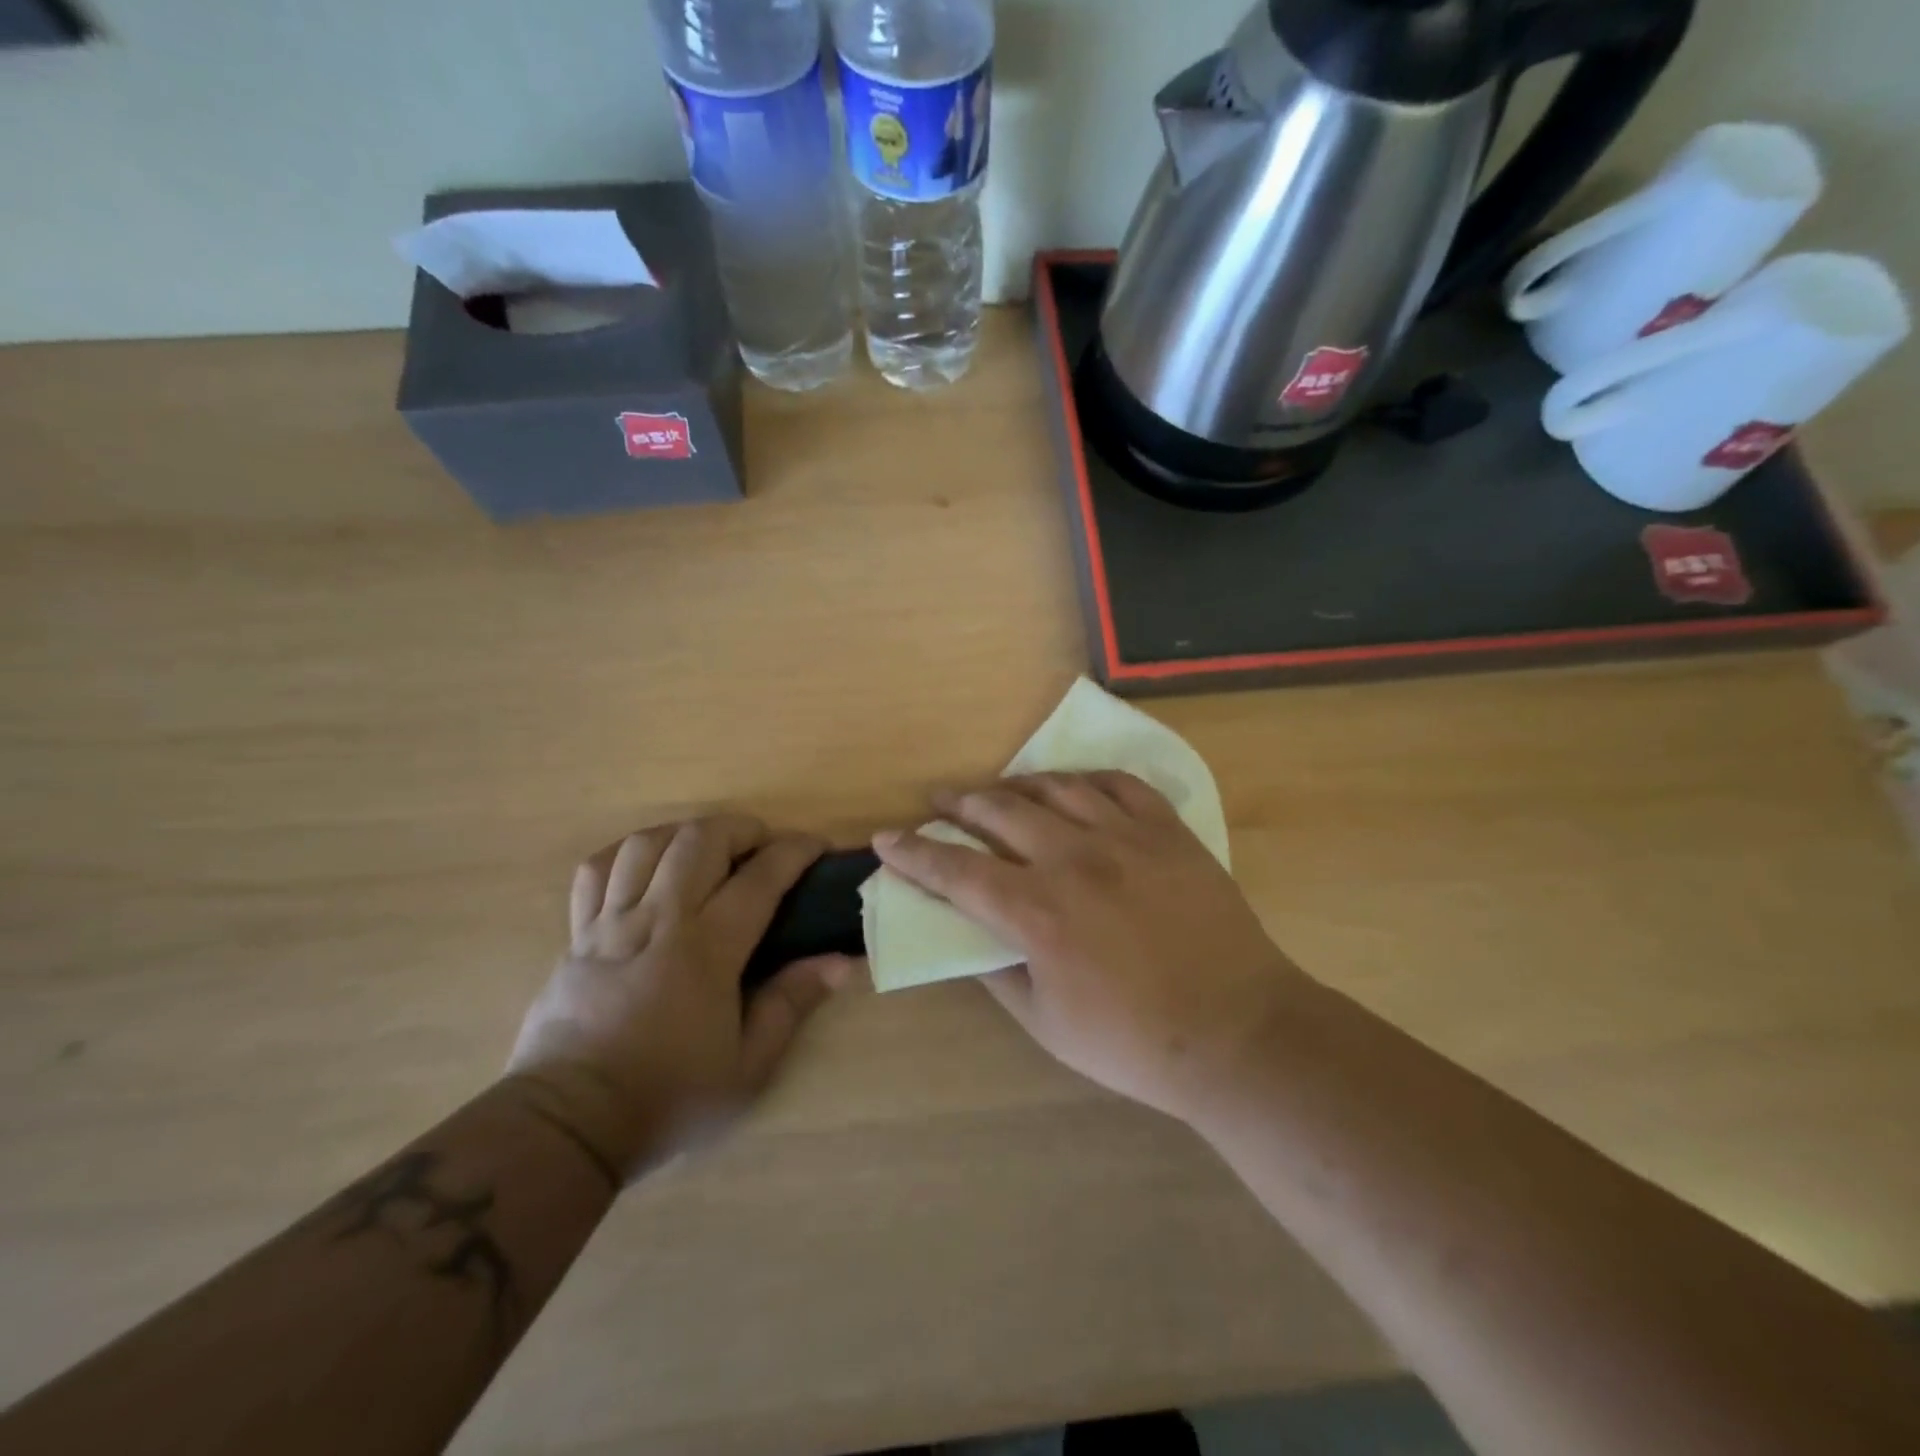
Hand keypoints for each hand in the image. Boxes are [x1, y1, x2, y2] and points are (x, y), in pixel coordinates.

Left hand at [508, 816, 854, 1180]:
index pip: (759, 878)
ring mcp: (611, 924)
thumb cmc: (667, 1098)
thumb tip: (841, 962)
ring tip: (706, 850)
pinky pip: (594, 871)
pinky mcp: (576, 936)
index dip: (794, 852)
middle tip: (761, 846)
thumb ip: (792, 1004)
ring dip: (685, 833)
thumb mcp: (747, 1067)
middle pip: (699, 840)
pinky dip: (625, 854)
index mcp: (706, 951)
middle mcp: (659, 921)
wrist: (567, 1126)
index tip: (816, 847)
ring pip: (646, 844)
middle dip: (740, 828)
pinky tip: (645, 865)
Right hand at [873, 773, 1308, 1125]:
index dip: (914, 854)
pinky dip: (1085, 778)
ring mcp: (1126, 837)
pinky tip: (1073, 785)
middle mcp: (1074, 860)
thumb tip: (968, 937)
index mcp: (1037, 912)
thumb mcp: (1046, 1024)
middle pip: (1000, 812)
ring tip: (998, 789)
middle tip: (939, 800)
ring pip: (1056, 787)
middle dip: (959, 803)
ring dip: (1016, 784)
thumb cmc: (1134, 1041)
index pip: (956, 871)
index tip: (886, 838)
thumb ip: (997, 973)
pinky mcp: (1168, 832)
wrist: (1238, 1032)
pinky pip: (1119, 784)